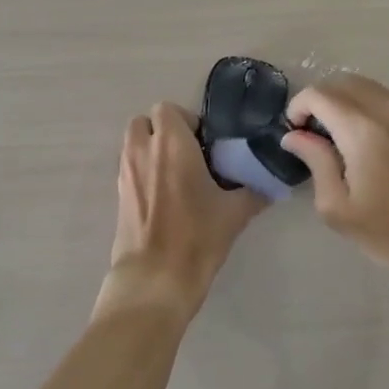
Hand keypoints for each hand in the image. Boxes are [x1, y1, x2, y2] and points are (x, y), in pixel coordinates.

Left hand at [97, 102, 266, 324]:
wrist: (155, 279)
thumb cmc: (196, 237)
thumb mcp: (235, 213)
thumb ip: (254, 191)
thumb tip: (271, 184)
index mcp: (171, 144)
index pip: (167, 108)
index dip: (186, 120)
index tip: (204, 143)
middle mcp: (143, 150)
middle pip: (144, 122)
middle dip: (164, 131)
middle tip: (188, 154)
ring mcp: (126, 173)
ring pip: (134, 144)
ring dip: (151, 149)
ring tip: (177, 175)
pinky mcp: (118, 195)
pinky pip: (130, 168)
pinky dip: (144, 171)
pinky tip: (165, 198)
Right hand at [280, 75, 388, 288]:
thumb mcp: (338, 207)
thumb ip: (315, 161)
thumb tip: (294, 135)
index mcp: (362, 130)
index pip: (319, 95)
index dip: (298, 106)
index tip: (294, 131)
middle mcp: (388, 110)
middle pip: (343, 82)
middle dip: (320, 99)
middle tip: (312, 131)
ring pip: (367, 85)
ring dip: (345, 98)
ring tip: (338, 131)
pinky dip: (369, 102)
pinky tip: (366, 134)